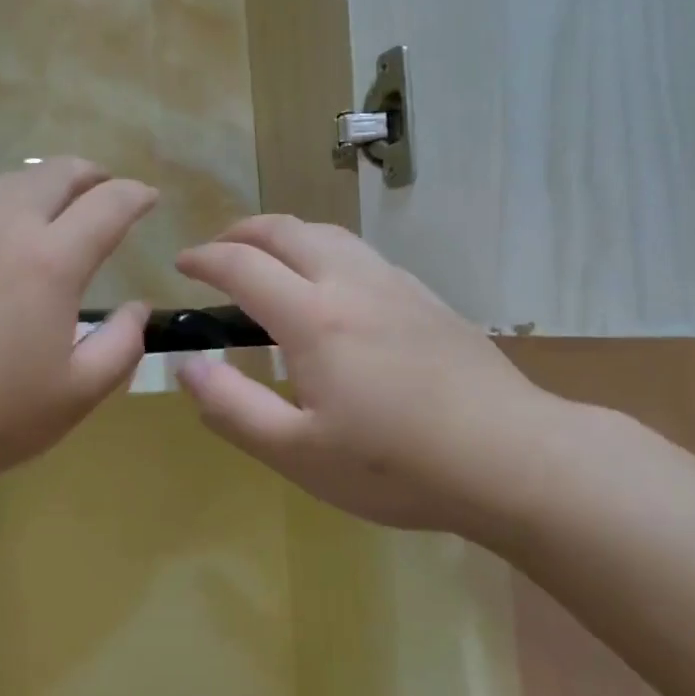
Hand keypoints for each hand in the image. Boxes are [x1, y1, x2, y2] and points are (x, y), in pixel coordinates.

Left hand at [0, 159, 154, 550]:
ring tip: (61, 204)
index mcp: (50, 260)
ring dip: (48, 181)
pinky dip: (10, 200)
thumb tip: (137, 310)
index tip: (149, 199)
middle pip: (56, 173)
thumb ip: (120, 347)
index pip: (107, 205)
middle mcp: (5, 227)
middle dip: (92, 174)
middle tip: (109, 192)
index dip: (136, 196)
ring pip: (12, 180)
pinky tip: (7, 233)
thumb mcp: (73, 396)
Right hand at [175, 216, 570, 535]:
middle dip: (241, 232)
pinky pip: (362, 254)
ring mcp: (395, 285)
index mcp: (313, 317)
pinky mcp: (427, 298)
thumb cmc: (396, 465)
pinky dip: (325, 251)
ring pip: (328, 234)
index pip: (242, 265)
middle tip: (217, 252)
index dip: (204, 259)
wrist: (512, 457)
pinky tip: (333, 287)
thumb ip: (233, 407)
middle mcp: (351, 283)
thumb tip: (186, 366)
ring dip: (286, 235)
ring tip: (268, 260)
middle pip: (286, 230)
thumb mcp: (299, 453)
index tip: (182, 265)